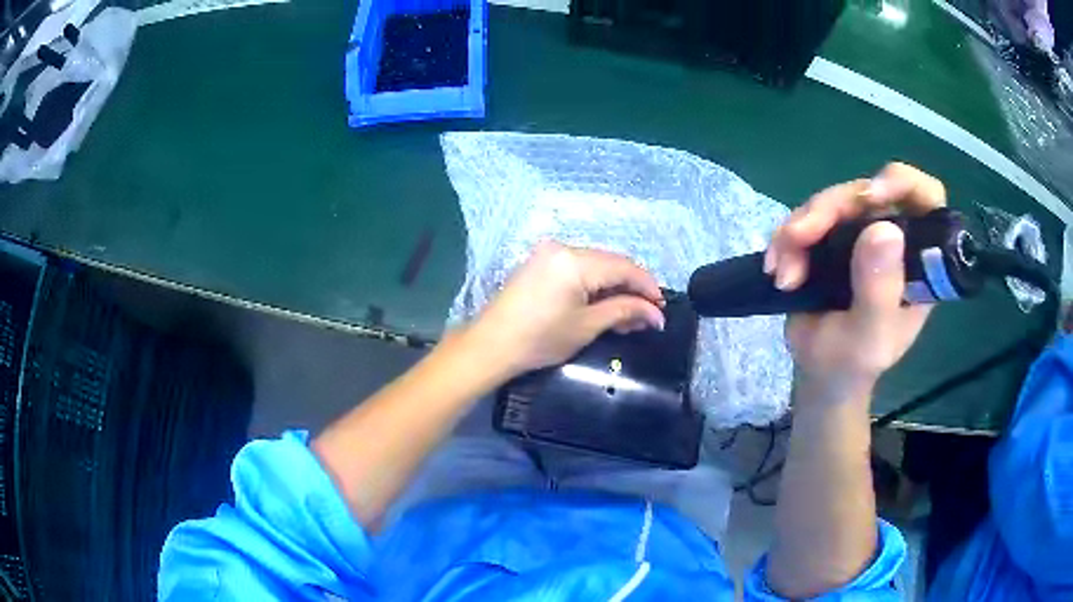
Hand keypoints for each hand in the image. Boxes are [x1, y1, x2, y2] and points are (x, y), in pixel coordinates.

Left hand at [466, 241, 664, 378]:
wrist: (491, 345)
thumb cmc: (540, 339)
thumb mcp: (587, 326)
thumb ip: (624, 311)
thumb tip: (656, 314)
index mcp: (575, 260)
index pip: (624, 267)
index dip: (648, 287)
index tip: (662, 309)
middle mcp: (563, 247)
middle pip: (610, 264)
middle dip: (632, 289)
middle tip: (646, 317)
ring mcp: (548, 254)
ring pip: (595, 266)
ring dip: (613, 289)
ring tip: (628, 317)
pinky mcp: (540, 264)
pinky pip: (577, 269)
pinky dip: (594, 286)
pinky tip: (603, 306)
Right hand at [765, 163, 945, 401]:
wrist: (820, 374)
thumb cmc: (852, 364)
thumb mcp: (869, 339)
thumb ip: (879, 291)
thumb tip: (884, 230)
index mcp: (918, 261)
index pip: (927, 199)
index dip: (902, 183)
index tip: (871, 196)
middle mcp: (894, 238)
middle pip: (866, 193)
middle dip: (829, 209)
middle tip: (799, 237)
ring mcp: (862, 234)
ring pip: (832, 202)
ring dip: (800, 229)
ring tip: (784, 273)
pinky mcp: (832, 237)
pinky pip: (807, 217)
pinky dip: (786, 237)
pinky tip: (776, 266)